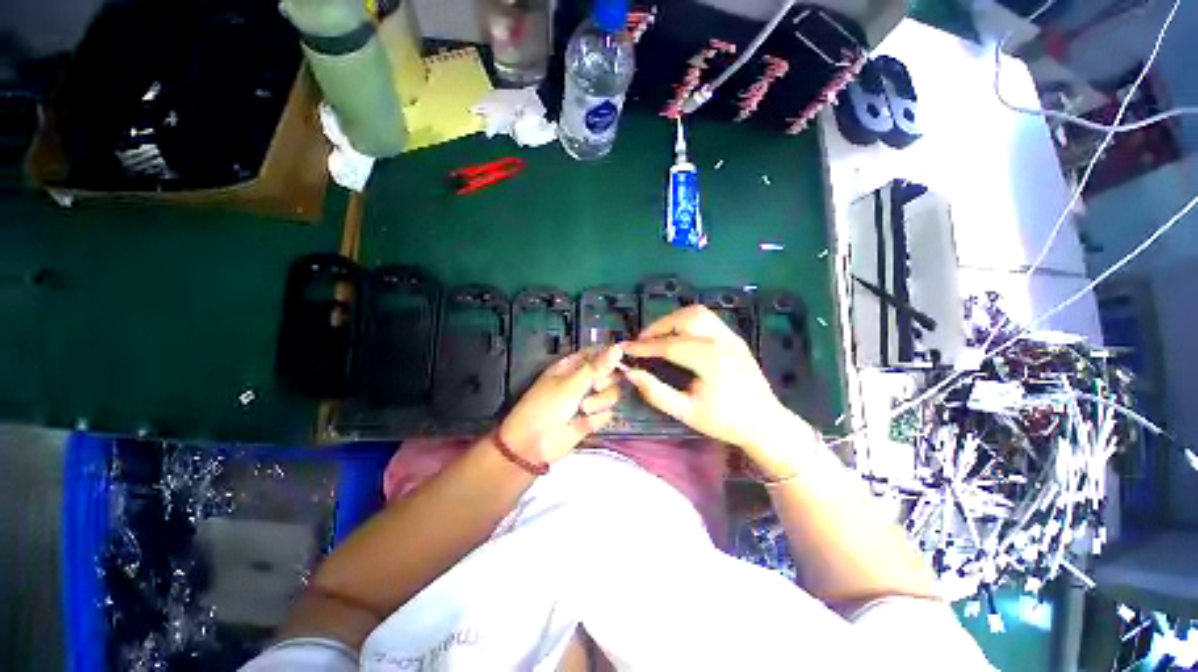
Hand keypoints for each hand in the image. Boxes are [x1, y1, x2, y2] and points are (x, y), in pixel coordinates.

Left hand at [498, 345, 622, 464]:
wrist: (533, 444)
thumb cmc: (546, 406)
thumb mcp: (571, 383)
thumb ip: (597, 367)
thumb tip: (618, 348)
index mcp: (573, 365)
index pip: (598, 353)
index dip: (610, 355)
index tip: (619, 360)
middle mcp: (584, 380)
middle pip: (610, 373)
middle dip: (605, 381)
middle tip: (594, 387)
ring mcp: (590, 400)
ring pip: (612, 394)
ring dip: (600, 401)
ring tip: (583, 409)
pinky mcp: (593, 419)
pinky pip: (608, 414)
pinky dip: (597, 418)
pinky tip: (584, 422)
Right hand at [622, 306, 803, 459]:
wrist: (765, 423)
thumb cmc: (725, 421)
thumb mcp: (686, 412)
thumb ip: (656, 392)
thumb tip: (631, 373)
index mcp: (710, 360)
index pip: (669, 345)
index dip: (643, 346)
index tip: (625, 348)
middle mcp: (722, 341)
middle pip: (684, 319)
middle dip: (658, 327)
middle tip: (642, 342)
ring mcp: (731, 336)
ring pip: (696, 313)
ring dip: (673, 320)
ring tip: (658, 336)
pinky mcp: (735, 337)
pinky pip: (707, 319)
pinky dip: (687, 322)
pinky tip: (679, 337)